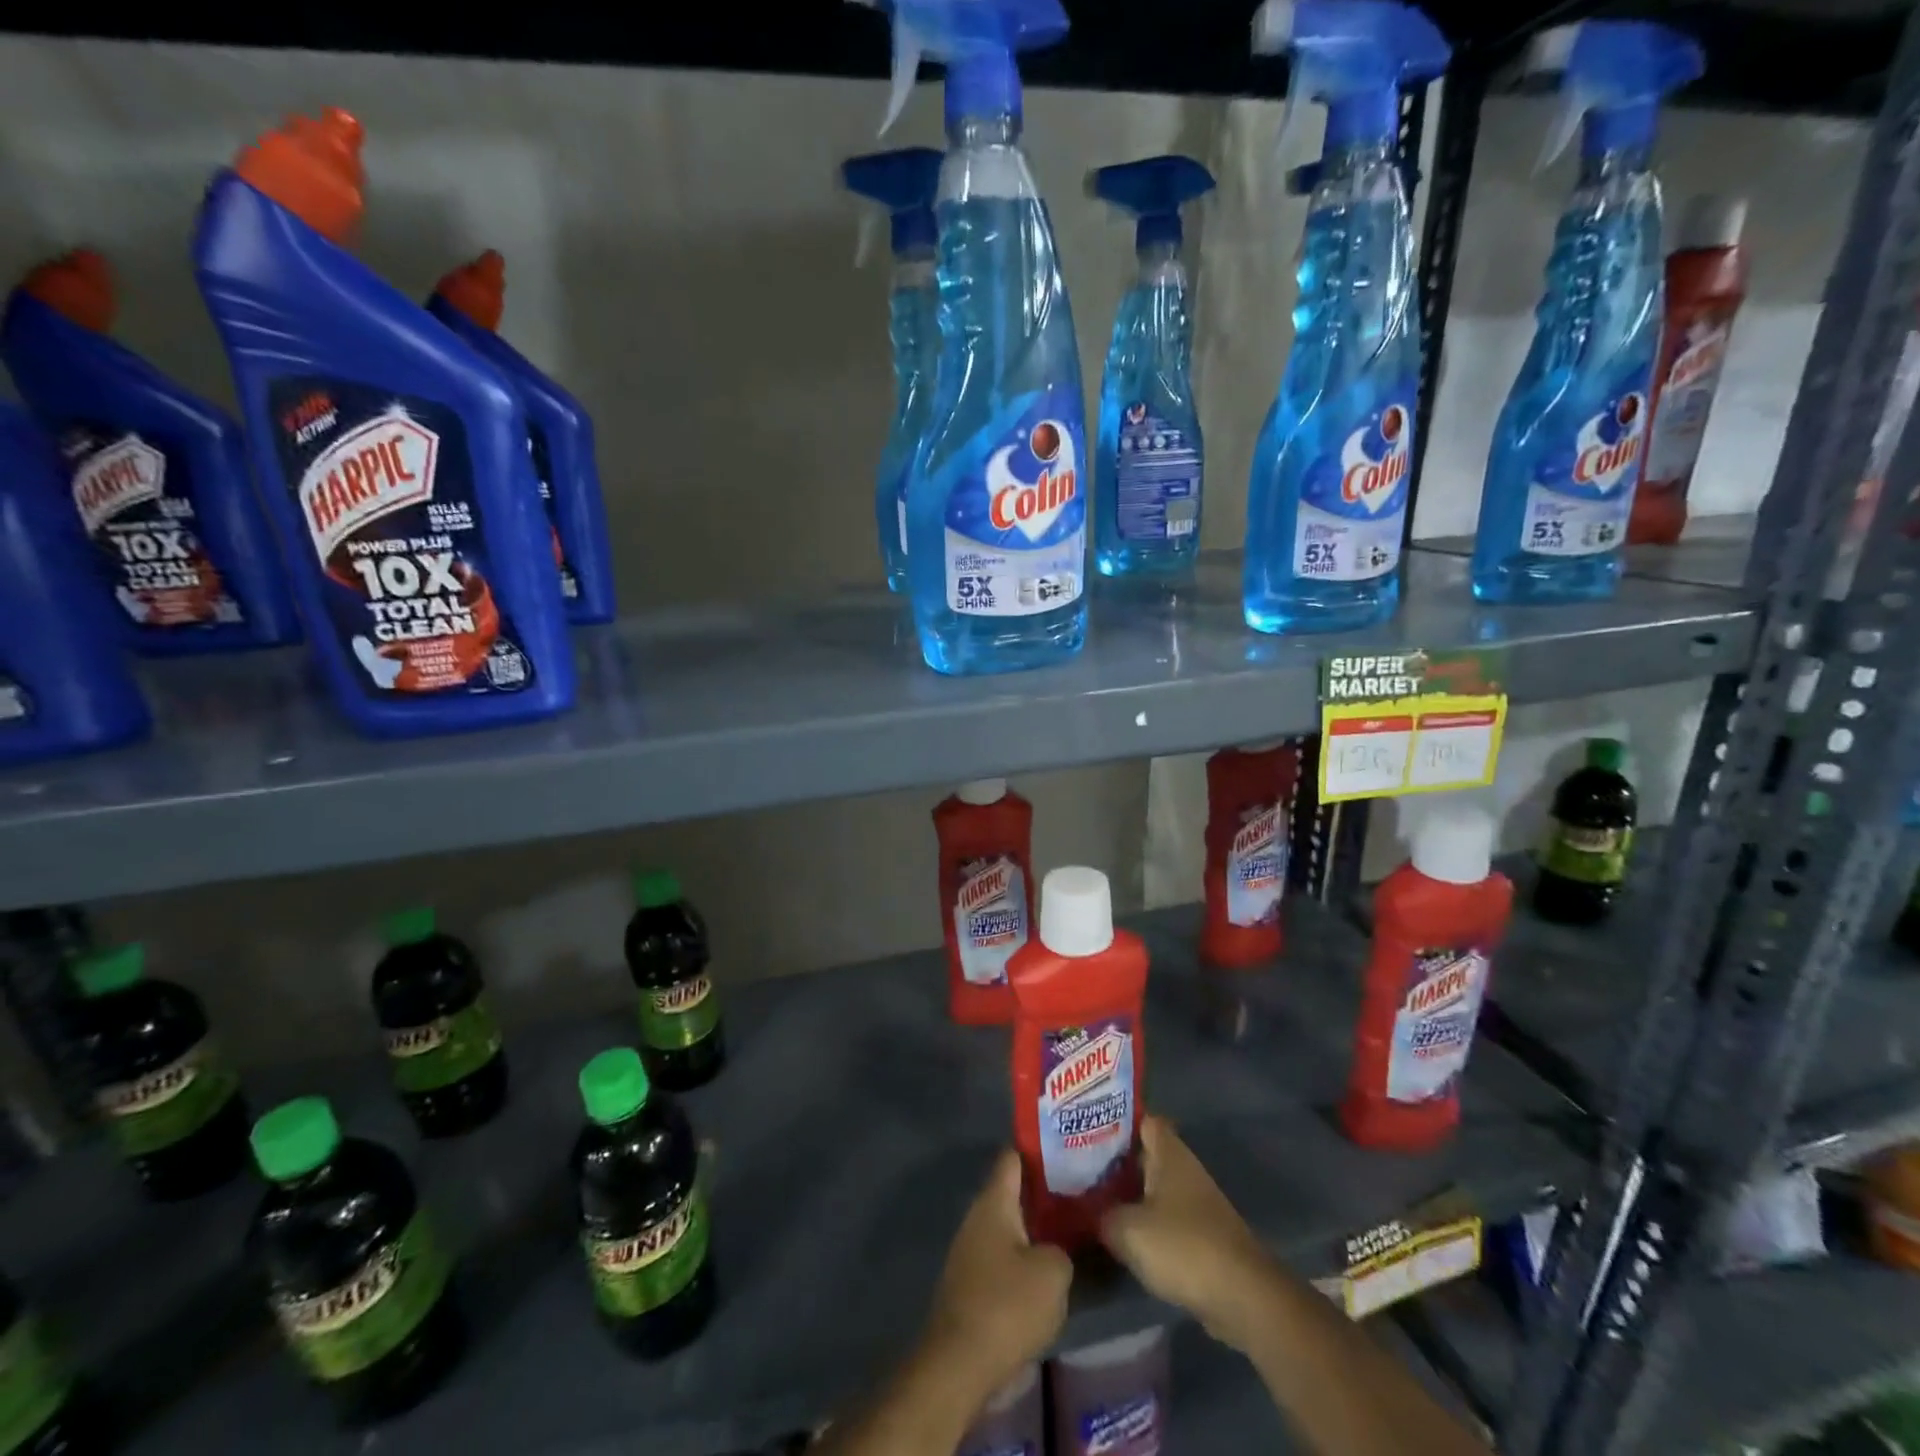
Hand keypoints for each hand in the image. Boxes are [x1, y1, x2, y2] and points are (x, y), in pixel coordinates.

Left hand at [921, 1149, 1072, 1403]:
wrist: (959, 1365)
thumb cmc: (1006, 1306)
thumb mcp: (1053, 1273)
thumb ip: (1064, 1248)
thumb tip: (1058, 1246)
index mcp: (994, 1201)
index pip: (1014, 1157)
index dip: (1040, 1150)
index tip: (1068, 1149)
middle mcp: (977, 1216)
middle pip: (1012, 1191)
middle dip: (1043, 1192)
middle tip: (1080, 1192)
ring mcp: (970, 1250)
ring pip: (1008, 1225)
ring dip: (1035, 1227)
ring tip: (1070, 1230)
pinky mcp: (971, 1282)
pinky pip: (1002, 1255)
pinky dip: (1024, 1256)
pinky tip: (1047, 1270)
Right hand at [1099, 1116, 1276, 1351]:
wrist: (1243, 1298)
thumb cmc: (1183, 1247)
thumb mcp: (1127, 1229)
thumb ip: (1101, 1215)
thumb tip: (1084, 1209)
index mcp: (1169, 1153)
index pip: (1141, 1119)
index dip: (1115, 1120)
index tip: (1085, 1126)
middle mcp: (1184, 1169)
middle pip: (1144, 1154)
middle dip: (1114, 1159)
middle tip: (1077, 1163)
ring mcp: (1195, 1203)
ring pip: (1152, 1187)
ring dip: (1127, 1193)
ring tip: (1090, 1197)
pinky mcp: (1201, 1235)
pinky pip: (1163, 1217)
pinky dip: (1143, 1222)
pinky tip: (1119, 1233)